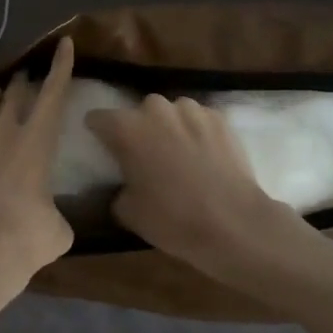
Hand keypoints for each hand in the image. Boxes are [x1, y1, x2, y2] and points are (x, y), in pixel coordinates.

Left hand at [0, 37, 77, 298]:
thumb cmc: (26, 238)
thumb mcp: (58, 229)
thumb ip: (55, 213)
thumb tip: (50, 219)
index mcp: (37, 142)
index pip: (54, 93)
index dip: (61, 65)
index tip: (63, 42)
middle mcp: (3, 130)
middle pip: (15, 91)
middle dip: (22, 83)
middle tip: (23, 85)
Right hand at [85, 95, 299, 277]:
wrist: (234, 223)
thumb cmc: (173, 219)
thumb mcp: (128, 212)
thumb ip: (118, 188)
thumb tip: (125, 184)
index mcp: (127, 128)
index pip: (98, 118)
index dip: (98, 133)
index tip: (104, 149)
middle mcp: (157, 109)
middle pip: (138, 113)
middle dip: (139, 130)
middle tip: (145, 158)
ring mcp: (192, 110)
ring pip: (172, 113)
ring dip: (169, 128)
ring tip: (179, 156)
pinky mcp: (221, 118)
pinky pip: (199, 121)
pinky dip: (197, 133)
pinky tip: (205, 158)